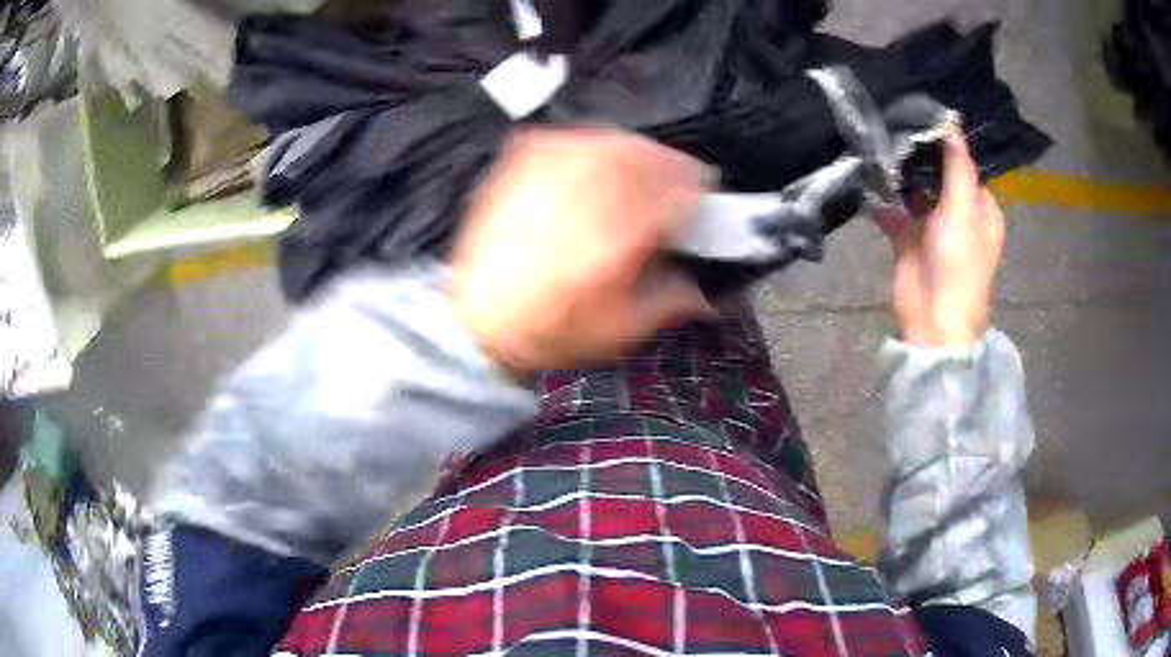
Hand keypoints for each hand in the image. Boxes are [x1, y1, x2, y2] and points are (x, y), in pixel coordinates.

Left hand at [452, 128, 714, 377]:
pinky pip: (571, 139)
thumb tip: (705, 293)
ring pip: (611, 141)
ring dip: (641, 151)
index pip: (672, 192)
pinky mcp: (521, 166)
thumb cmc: (546, 330)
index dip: (697, 190)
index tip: (705, 196)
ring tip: (648, 167)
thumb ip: (670, 303)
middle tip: (685, 178)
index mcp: (614, 238)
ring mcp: (548, 175)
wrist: (476, 320)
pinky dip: (597, 144)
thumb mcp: (618, 330)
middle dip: (674, 165)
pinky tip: (601, 160)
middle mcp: (582, 196)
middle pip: (645, 156)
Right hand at [877, 131, 1005, 347]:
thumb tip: (951, 122)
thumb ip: (957, 166)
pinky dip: (883, 198)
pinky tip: (867, 178)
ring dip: (899, 172)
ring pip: (915, 188)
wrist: (932, 320)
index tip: (918, 116)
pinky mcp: (909, 237)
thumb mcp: (963, 211)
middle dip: (918, 153)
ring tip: (876, 143)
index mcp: (980, 207)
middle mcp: (958, 212)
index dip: (944, 141)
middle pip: (938, 173)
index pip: (964, 163)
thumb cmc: (957, 265)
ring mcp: (933, 225)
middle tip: (892, 124)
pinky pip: (895, 208)